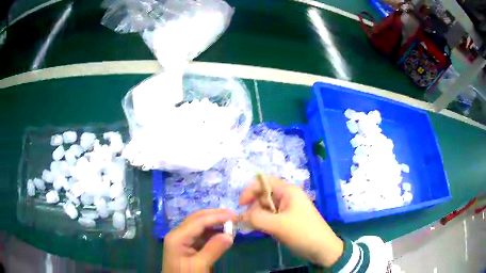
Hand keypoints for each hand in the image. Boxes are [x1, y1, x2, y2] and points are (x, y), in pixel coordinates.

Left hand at [162, 209, 236, 272]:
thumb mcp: (200, 265)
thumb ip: (213, 249)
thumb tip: (229, 235)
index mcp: (177, 237)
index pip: (198, 221)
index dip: (217, 217)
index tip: (234, 216)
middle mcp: (177, 234)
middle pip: (196, 219)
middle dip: (214, 215)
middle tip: (233, 215)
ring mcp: (180, 239)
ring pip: (198, 225)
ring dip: (213, 222)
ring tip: (230, 222)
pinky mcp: (185, 245)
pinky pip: (199, 234)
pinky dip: (211, 231)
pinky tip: (221, 232)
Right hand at [239, 176, 343, 267]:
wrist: (322, 248)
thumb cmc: (303, 233)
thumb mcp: (278, 225)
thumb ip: (257, 218)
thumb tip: (241, 215)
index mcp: (288, 191)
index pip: (264, 182)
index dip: (250, 190)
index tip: (241, 205)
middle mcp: (287, 197)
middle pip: (264, 194)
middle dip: (253, 206)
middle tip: (249, 221)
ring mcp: (288, 208)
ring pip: (266, 207)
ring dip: (257, 215)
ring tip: (255, 227)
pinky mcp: (287, 219)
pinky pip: (271, 216)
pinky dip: (263, 221)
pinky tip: (262, 230)